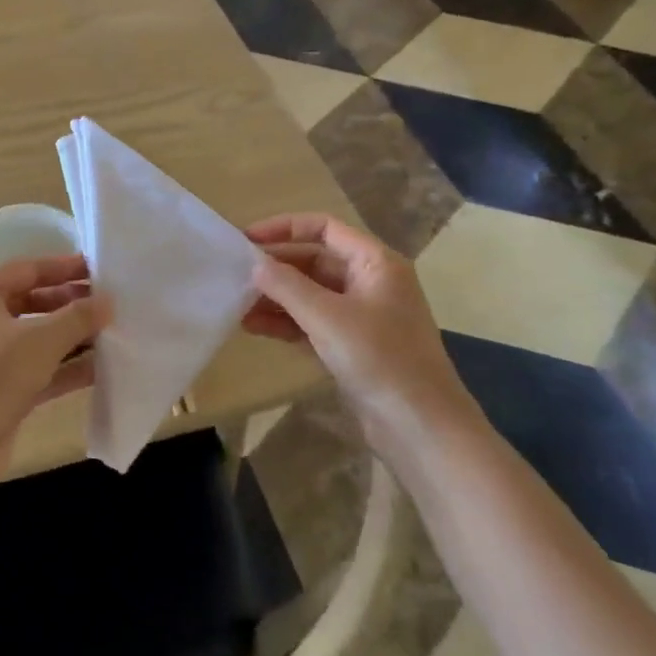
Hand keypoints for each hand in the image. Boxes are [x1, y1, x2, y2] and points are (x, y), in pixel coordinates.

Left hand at [0, 255, 110, 481]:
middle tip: (110, 304)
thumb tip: (108, 301)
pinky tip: (100, 368)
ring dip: (71, 337)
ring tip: (113, 333)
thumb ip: (78, 317)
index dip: (64, 268)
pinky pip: (35, 369)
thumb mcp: (40, 341)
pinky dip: (63, 367)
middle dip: (70, 304)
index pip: (26, 270)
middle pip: (31, 303)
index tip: (99, 269)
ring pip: (35, 339)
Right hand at [243, 214, 480, 460]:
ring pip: (310, 294)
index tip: (247, 239)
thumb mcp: (327, 316)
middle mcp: (369, 282)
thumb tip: (254, 264)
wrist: (421, 427)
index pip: (324, 228)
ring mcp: (361, 316)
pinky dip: (285, 322)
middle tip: (235, 275)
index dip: (284, 227)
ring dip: (275, 297)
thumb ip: (286, 285)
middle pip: (314, 260)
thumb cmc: (379, 358)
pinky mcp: (351, 346)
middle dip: (275, 267)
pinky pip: (311, 322)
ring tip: (236, 305)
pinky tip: (252, 327)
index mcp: (375, 263)